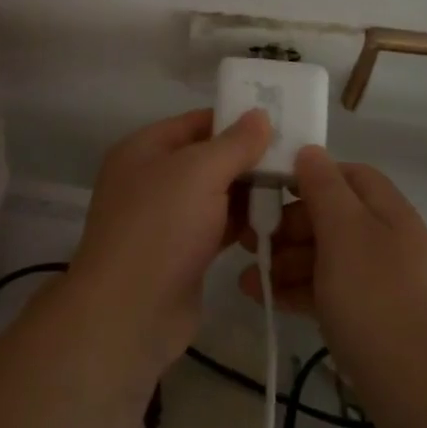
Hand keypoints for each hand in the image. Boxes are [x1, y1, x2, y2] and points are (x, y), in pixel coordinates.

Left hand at [67, 108, 273, 377]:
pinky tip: (276, 222)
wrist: (129, 313)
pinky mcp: (182, 252)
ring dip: (250, 192)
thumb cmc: (161, 228)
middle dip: (248, 158)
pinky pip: (217, 226)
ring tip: (295, 188)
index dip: (235, 119)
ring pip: (215, 194)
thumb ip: (234, 143)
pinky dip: (243, 223)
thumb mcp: (199, 172)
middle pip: (208, 158)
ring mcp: (166, 218)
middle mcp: (152, 178)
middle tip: (297, 157)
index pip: (196, 122)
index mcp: (144, 149)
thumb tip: (259, 115)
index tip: (279, 120)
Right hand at [240, 146, 426, 381]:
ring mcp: (379, 282)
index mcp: (387, 211)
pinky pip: (327, 290)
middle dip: (288, 225)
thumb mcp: (345, 233)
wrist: (425, 394)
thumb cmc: (378, 300)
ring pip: (325, 256)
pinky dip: (297, 290)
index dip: (309, 176)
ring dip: (285, 261)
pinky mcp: (369, 319)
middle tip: (251, 239)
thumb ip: (324, 188)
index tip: (269, 189)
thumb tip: (309, 151)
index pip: (348, 175)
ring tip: (248, 278)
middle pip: (332, 216)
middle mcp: (385, 240)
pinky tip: (265, 298)